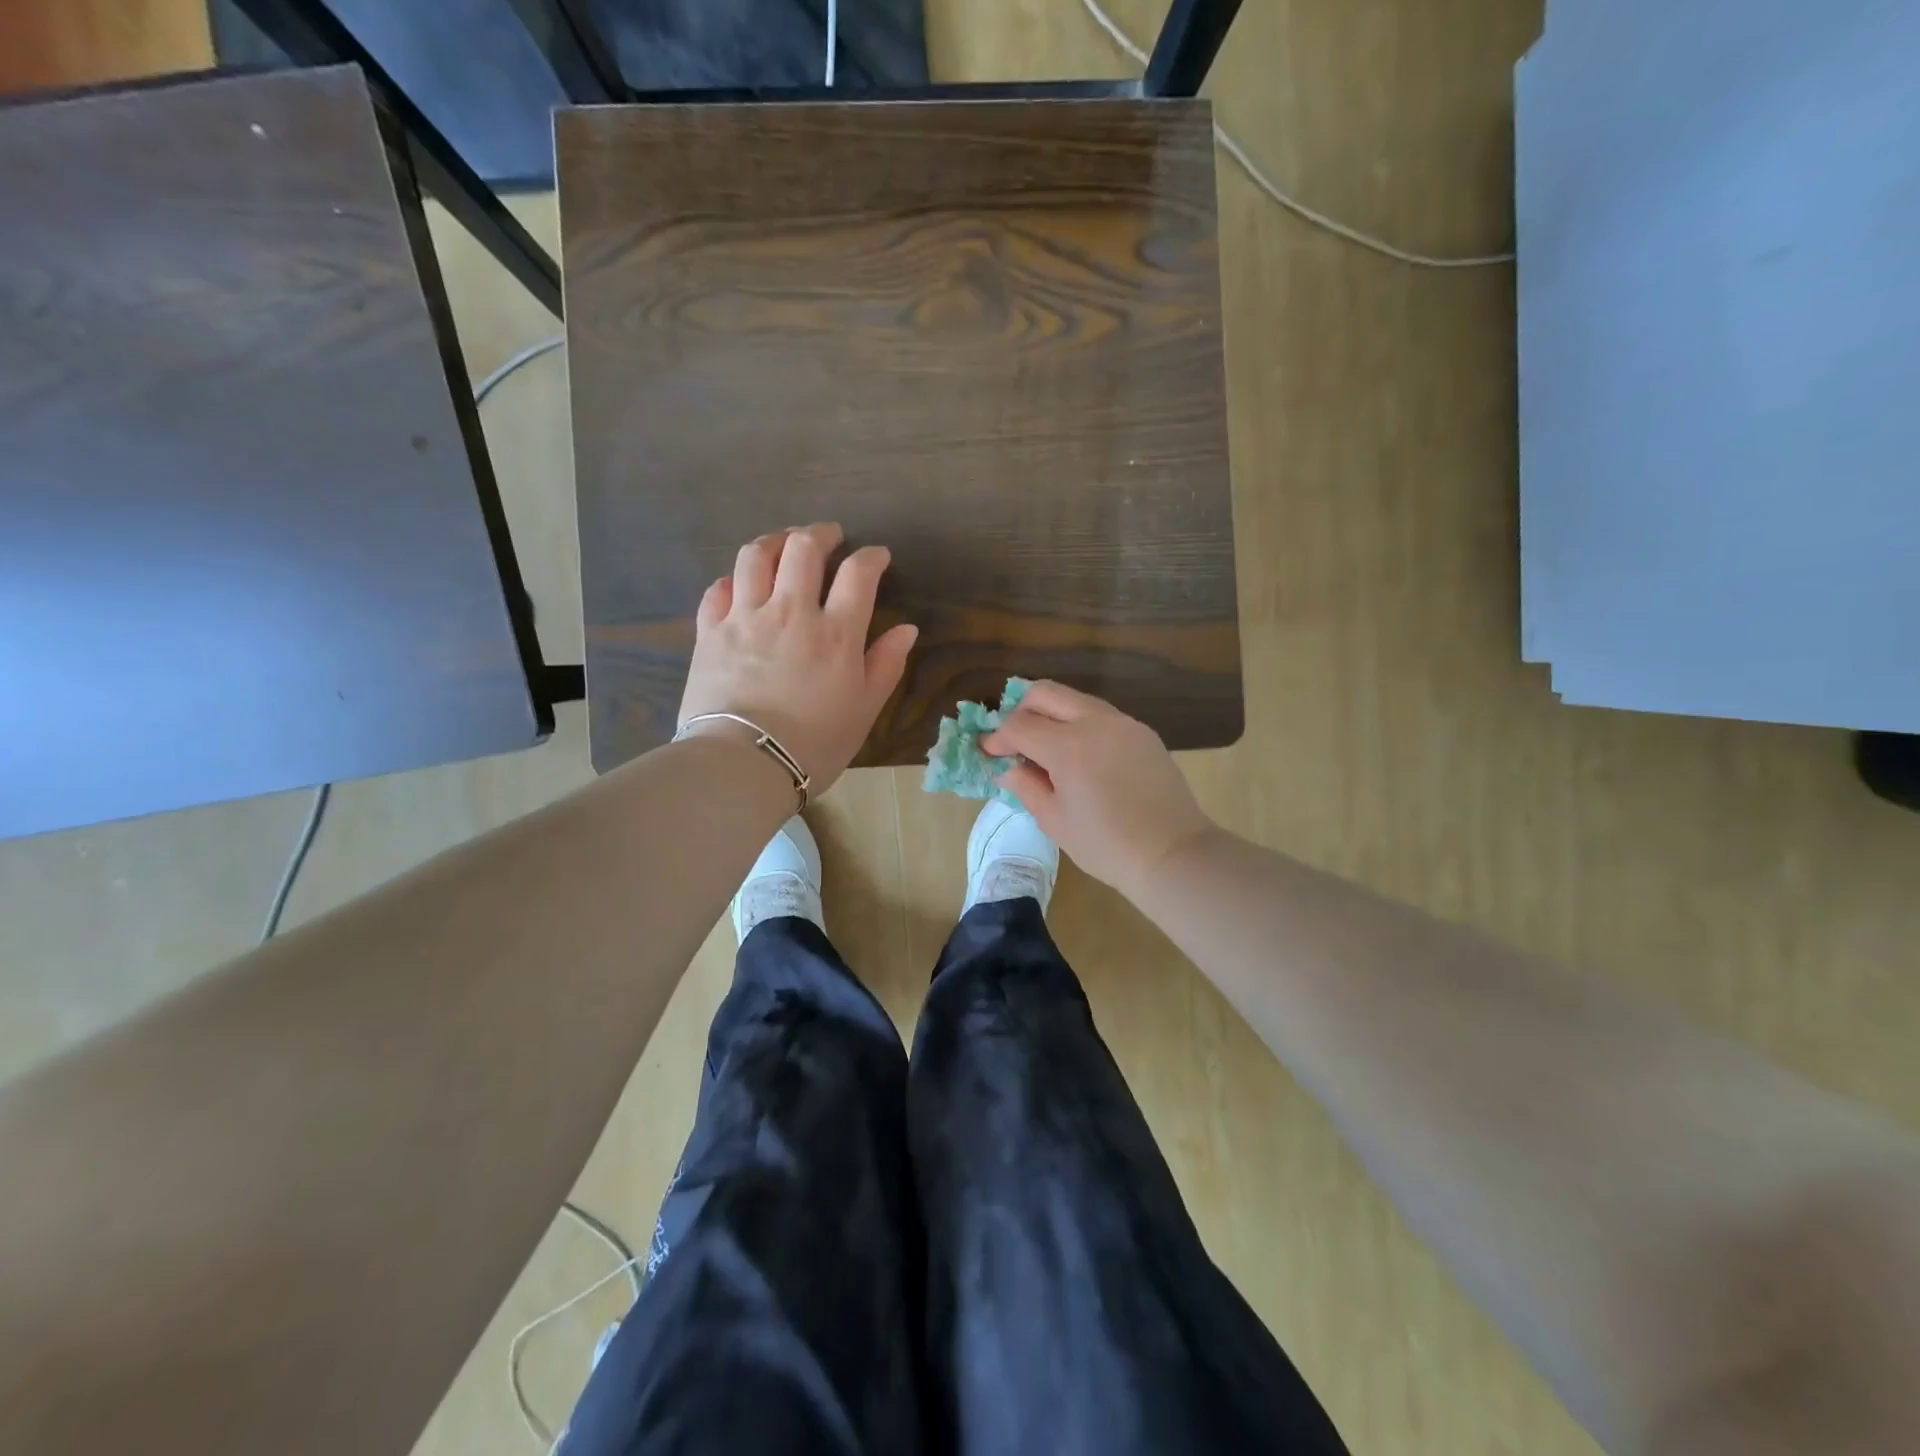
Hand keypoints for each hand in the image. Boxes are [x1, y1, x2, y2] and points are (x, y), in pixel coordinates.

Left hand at [678, 523, 917, 796]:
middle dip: (821, 534)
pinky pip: (717, 589)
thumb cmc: (814, 743)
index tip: (878, 557)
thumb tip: (907, 629)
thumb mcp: (864, 710)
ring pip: (755, 556)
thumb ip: (886, 665)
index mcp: (835, 632)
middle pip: (803, 549)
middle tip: (829, 537)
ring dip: (774, 541)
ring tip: (783, 544)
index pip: (858, 573)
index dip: (872, 557)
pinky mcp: (710, 632)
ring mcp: (745, 618)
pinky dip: (732, 579)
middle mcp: (790, 612)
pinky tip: (740, 585)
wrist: (743, 765)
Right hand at [980, 681, 1216, 899]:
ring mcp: (1123, 723)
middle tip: (1015, 741)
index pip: (1020, 725)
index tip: (990, 753)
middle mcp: (1095, 723)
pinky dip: (1079, 724)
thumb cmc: (1106, 846)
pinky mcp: (1142, 731)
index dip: (998, 738)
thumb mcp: (1055, 821)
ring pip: (1074, 699)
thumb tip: (1008, 768)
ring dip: (1052, 714)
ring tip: (1046, 748)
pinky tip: (1080, 755)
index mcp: (1069, 748)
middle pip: (1045, 693)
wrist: (1171, 853)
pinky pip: (1100, 714)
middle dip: (1021, 711)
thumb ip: (1026, 786)